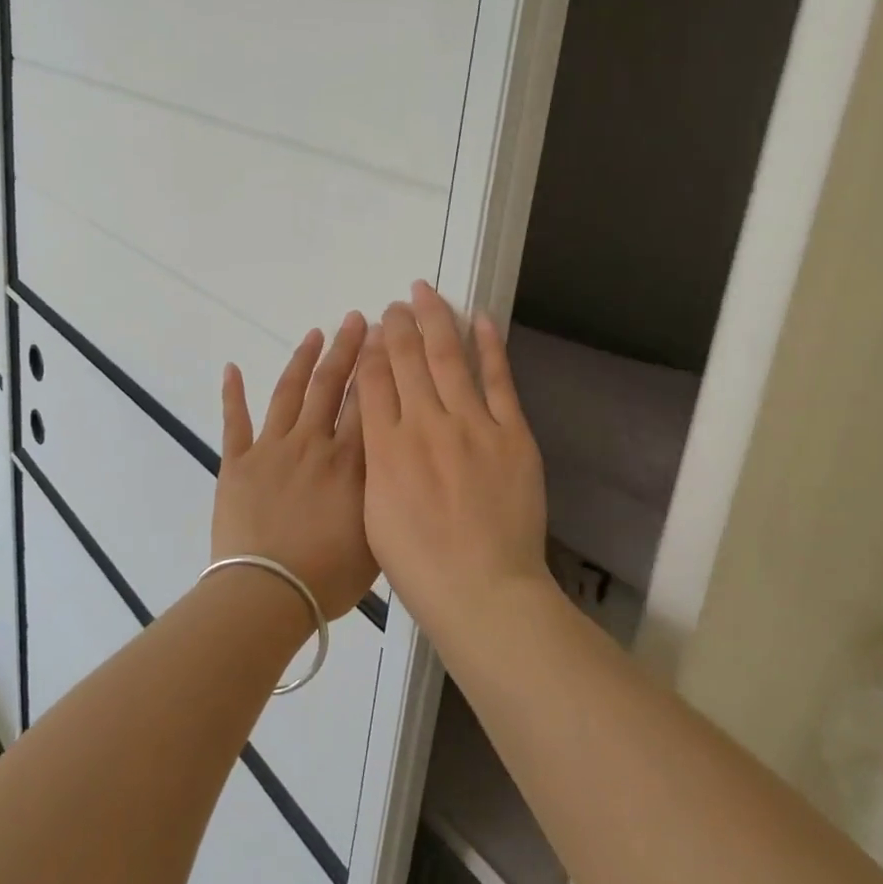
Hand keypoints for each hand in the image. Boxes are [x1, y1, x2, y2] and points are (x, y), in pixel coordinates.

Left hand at [212, 311, 376, 621]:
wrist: (268, 592)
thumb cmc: (329, 575)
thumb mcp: (377, 534)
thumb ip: (384, 490)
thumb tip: (394, 458)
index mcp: (349, 460)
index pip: (366, 400)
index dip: (377, 365)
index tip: (384, 336)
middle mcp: (313, 442)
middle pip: (331, 385)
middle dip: (346, 349)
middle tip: (356, 319)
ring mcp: (272, 448)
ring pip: (289, 392)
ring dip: (302, 359)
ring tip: (315, 333)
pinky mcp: (237, 462)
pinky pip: (234, 421)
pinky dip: (232, 393)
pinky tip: (232, 368)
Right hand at [355, 281, 550, 643]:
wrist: (483, 589)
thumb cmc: (419, 564)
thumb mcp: (374, 514)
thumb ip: (374, 461)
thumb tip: (376, 424)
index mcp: (387, 448)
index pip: (373, 381)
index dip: (371, 349)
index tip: (370, 328)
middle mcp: (425, 425)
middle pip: (406, 359)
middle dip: (397, 325)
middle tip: (395, 303)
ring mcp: (472, 425)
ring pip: (449, 358)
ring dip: (435, 320)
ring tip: (425, 293)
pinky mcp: (512, 434)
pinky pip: (499, 381)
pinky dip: (490, 347)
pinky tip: (480, 319)